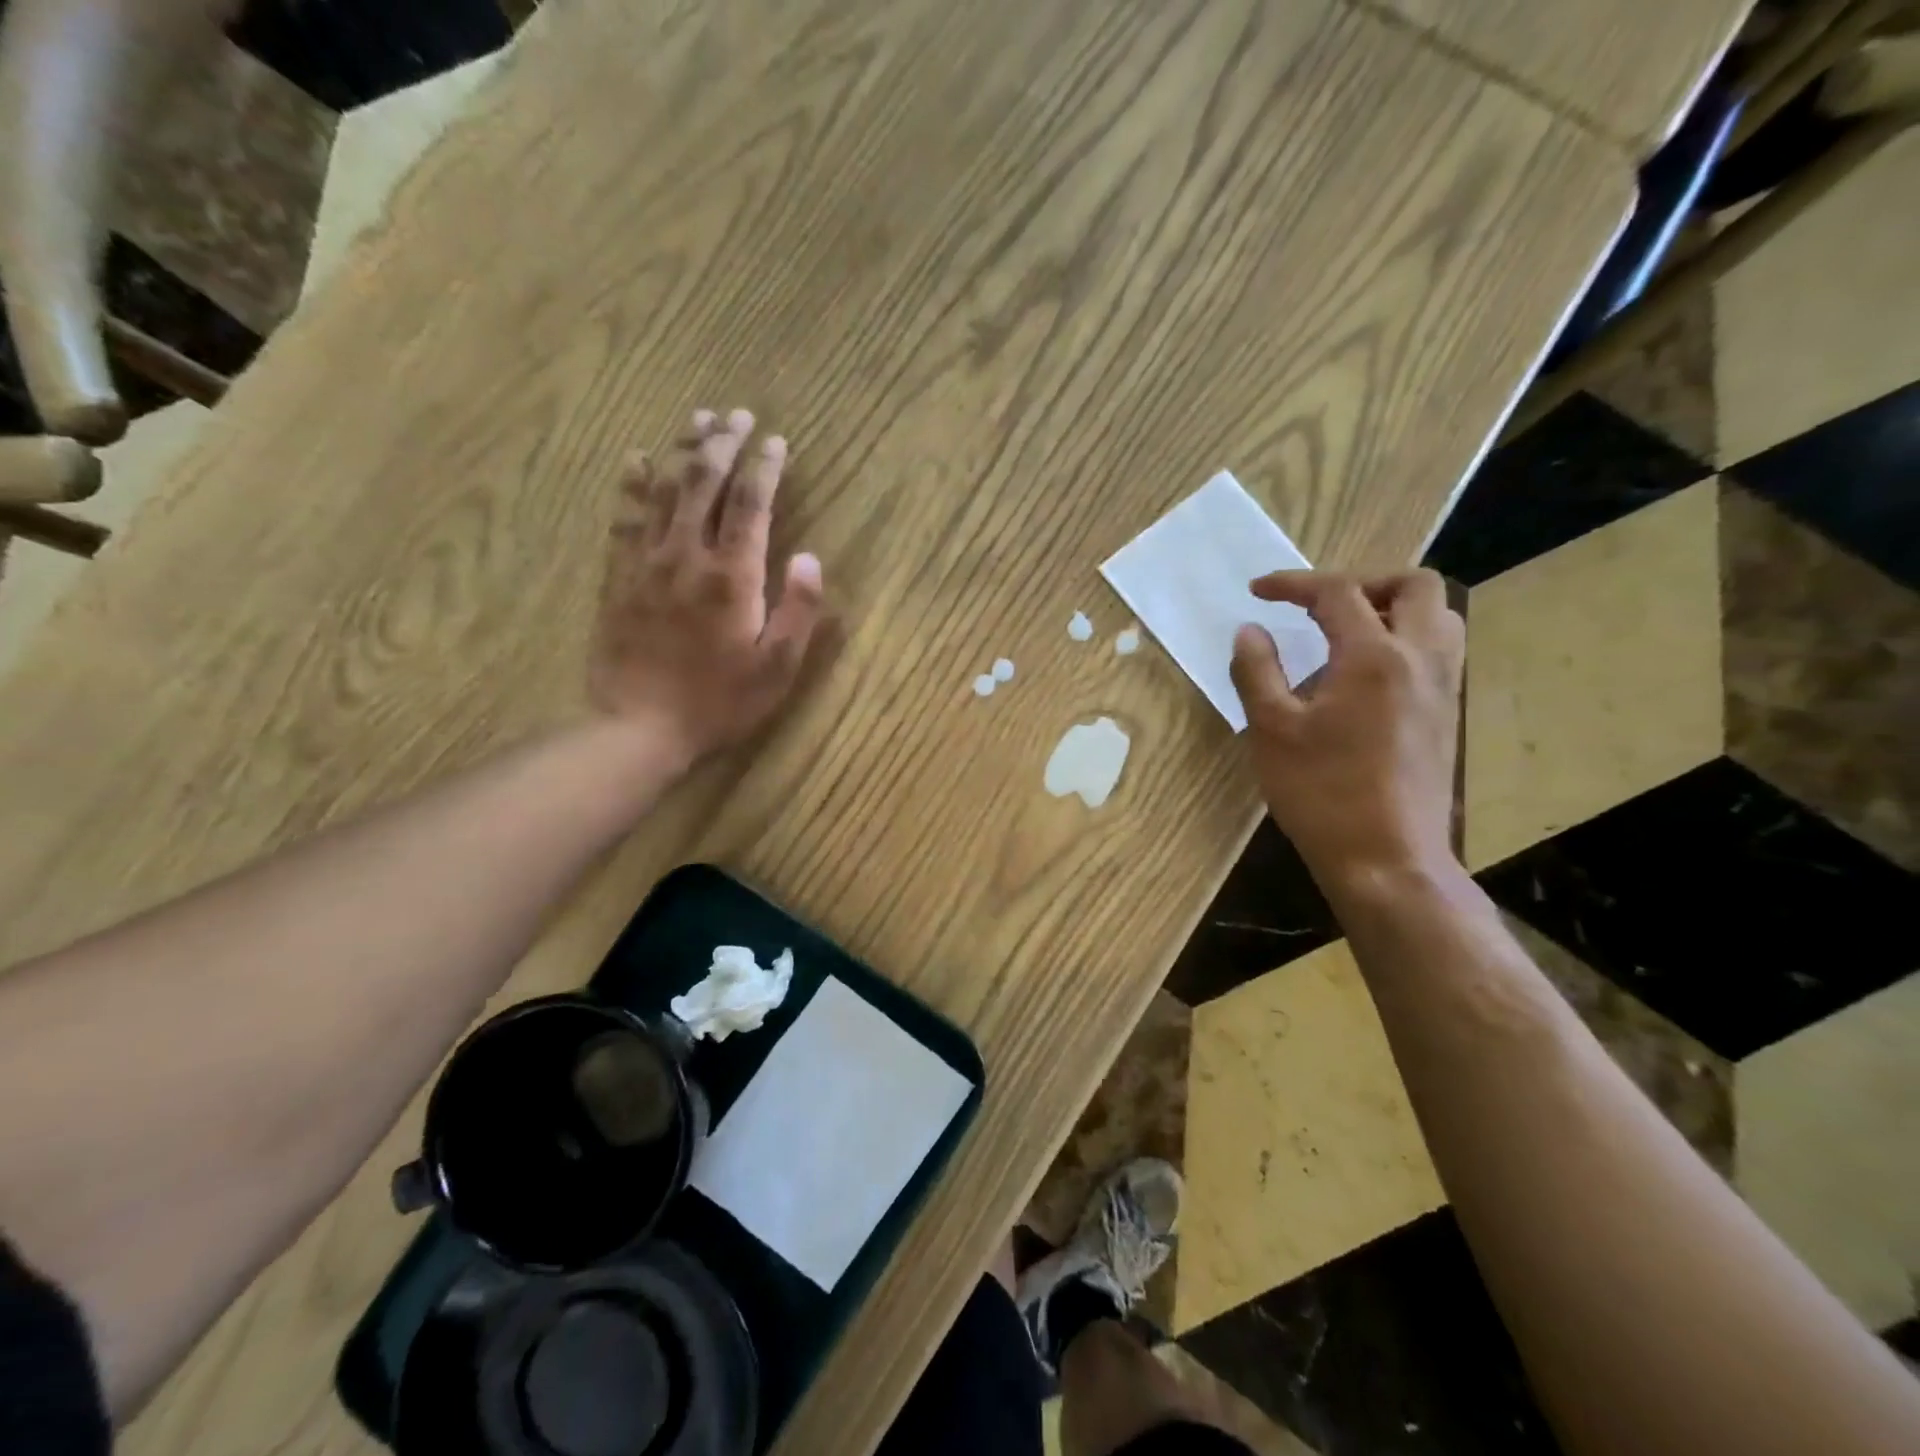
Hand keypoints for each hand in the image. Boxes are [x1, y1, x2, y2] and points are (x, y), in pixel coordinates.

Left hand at [588, 407, 825, 763]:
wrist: (639, 727)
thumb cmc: (719, 702)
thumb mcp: (777, 667)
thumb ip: (798, 610)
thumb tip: (810, 557)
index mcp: (732, 576)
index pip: (751, 504)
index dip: (765, 467)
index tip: (776, 440)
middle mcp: (687, 555)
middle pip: (704, 482)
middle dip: (723, 443)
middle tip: (736, 414)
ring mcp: (647, 562)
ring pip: (664, 489)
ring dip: (682, 450)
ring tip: (697, 418)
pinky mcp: (618, 576)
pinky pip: (624, 518)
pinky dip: (632, 483)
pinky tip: (636, 457)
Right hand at [1229, 570, 1463, 893]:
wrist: (1387, 859)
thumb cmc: (1321, 792)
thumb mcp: (1272, 731)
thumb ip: (1257, 672)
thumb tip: (1250, 631)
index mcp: (1374, 656)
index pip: (1337, 593)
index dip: (1293, 584)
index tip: (1258, 592)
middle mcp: (1421, 659)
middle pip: (1415, 586)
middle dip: (1363, 582)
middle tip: (1320, 606)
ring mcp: (1442, 688)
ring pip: (1439, 617)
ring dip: (1394, 608)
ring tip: (1347, 633)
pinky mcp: (1447, 716)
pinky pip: (1439, 652)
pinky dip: (1406, 640)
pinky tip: (1366, 676)